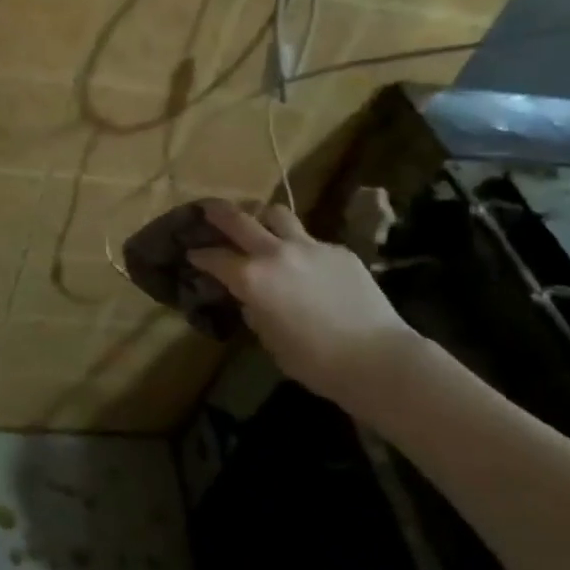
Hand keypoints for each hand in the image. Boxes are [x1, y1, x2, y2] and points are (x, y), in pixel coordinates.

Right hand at [188, 199, 414, 403]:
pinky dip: (299, 247)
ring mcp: (310, 246)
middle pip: (239, 219)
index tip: (192, 254)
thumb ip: (255, 312)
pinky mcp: (338, 250)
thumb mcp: (271, 341)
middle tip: (208, 208)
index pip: (215, 258)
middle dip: (219, 212)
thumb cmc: (315, 361)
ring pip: (278, 214)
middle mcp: (275, 253)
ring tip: (260, 223)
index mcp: (252, 279)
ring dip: (263, 216)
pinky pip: (311, 240)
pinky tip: (306, 264)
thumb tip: (251, 299)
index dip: (200, 256)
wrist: (377, 358)